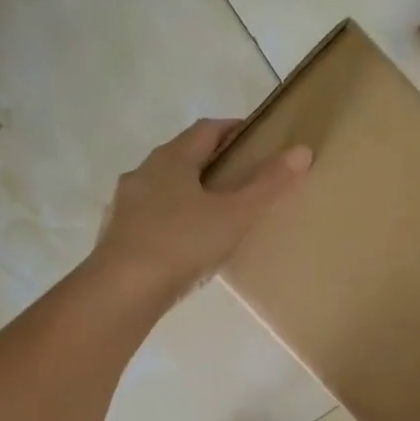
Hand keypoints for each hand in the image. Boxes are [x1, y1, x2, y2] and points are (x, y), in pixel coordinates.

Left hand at [90, 118, 310, 305]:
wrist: (122, 291)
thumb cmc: (181, 244)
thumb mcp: (234, 215)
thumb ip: (268, 185)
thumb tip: (302, 151)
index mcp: (171, 159)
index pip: (206, 130)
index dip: (233, 129)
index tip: (255, 138)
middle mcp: (143, 173)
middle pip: (181, 156)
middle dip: (210, 161)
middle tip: (239, 177)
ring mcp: (125, 205)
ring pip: (162, 188)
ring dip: (187, 191)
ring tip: (213, 212)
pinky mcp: (116, 236)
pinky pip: (150, 217)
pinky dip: (171, 220)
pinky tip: (184, 243)